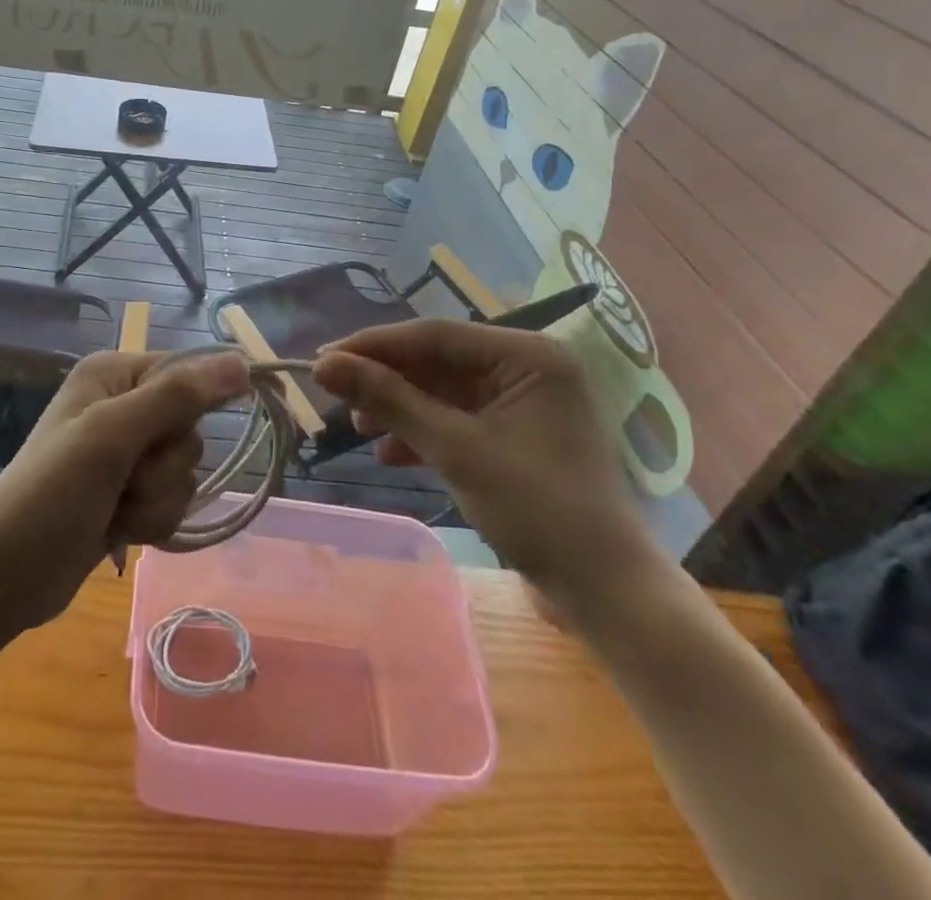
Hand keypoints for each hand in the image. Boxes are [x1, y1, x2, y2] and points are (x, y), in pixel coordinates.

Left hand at [0, 349, 250, 628]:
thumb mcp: (111, 435)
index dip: (194, 406)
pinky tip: (118, 530)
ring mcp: (126, 453)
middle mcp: (123, 404)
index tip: (178, 438)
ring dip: (157, 499)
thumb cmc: (51, 492)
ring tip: (116, 510)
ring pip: (184, 470)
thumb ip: (176, 397)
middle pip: (189, 428)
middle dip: (164, 466)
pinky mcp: (128, 494)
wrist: (3, 574)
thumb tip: (241, 362)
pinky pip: (171, 499)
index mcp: (114, 374)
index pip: (186, 373)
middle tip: (125, 479)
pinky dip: (152, 519)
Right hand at [312, 321, 662, 618]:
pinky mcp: (515, 434)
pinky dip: (423, 432)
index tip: (323, 359)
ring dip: (400, 408)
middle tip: (336, 395)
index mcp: (527, 355)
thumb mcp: (455, 449)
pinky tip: (391, 454)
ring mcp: (523, 402)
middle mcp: (527, 367)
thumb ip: (390, 400)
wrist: (606, 594)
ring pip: (443, 390)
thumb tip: (324, 366)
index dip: (375, 345)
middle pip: (438, 361)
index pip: (435, 336)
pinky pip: (457, 418)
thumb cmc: (537, 510)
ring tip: (358, 426)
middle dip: (387, 380)